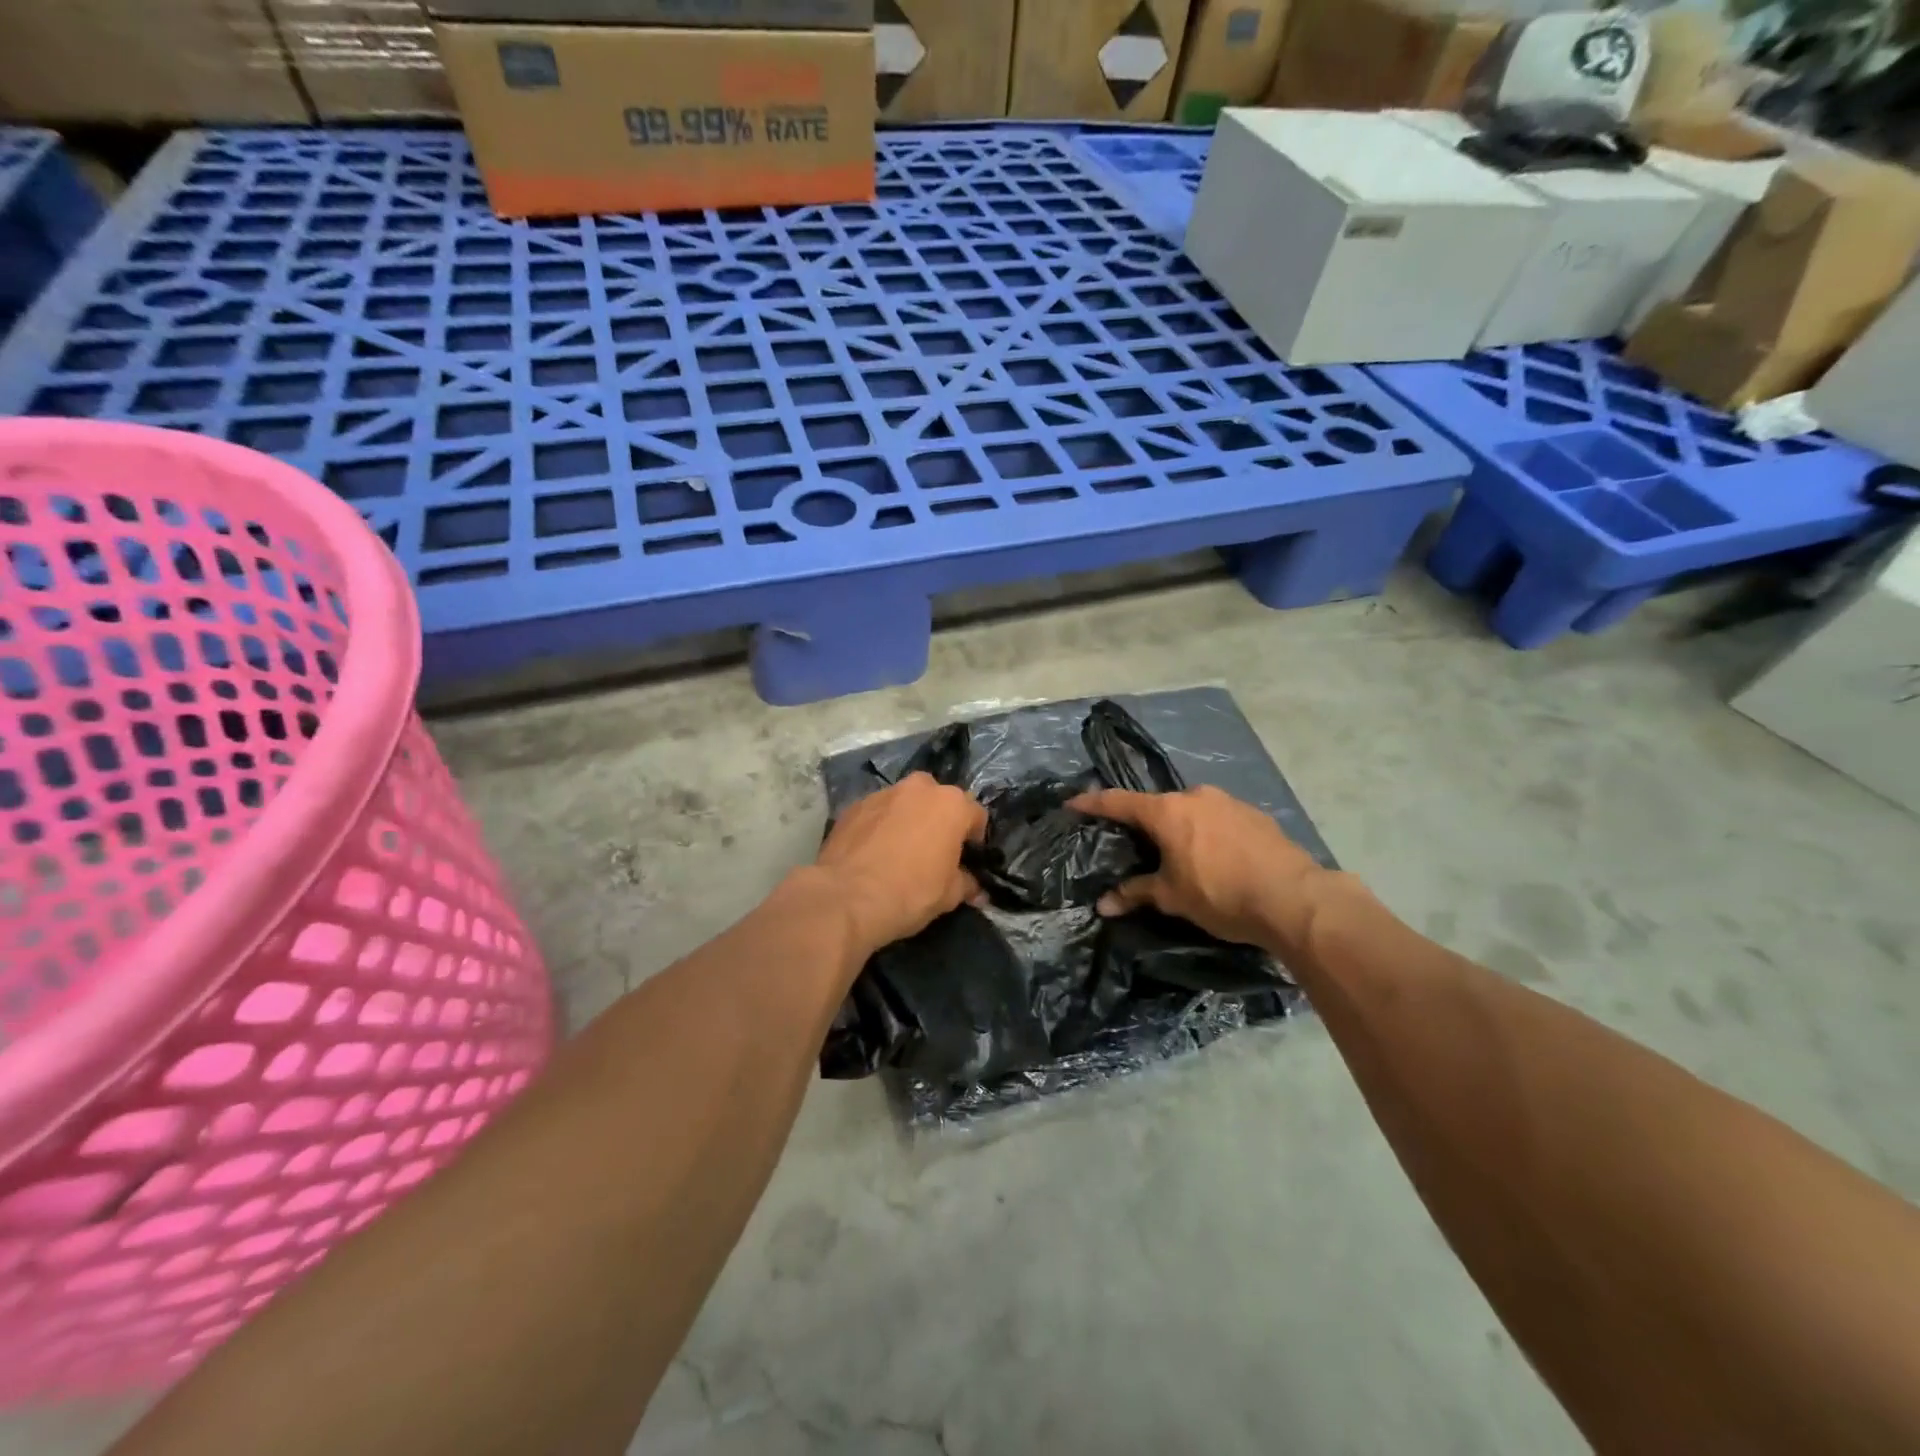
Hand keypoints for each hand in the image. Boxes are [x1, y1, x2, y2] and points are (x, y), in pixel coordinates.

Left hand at [815, 772, 986, 953]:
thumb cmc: (910, 892)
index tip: (967, 859)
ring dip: (908, 819)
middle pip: (938, 800)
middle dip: (939, 820)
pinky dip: (880, 825)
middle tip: (933, 851)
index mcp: (951, 804)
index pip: (976, 814)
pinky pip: (877, 812)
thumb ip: (967, 884)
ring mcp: (884, 793)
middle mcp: (919, 788)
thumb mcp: (949, 896)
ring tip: (899, 850)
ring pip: (905, 802)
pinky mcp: (854, 805)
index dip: (974, 838)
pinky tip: (874, 852)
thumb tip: (975, 888)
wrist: (846, 897)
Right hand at [1069, 785, 1331, 956]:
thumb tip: (1103, 905)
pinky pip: (1219, 819)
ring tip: (1180, 855)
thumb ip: (1136, 893)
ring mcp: (1228, 802)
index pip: (1119, 802)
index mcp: (1167, 811)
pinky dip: (1208, 833)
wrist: (1294, 898)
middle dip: (1144, 822)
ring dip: (1180, 828)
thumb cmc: (1221, 894)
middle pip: (1158, 806)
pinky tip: (1216, 858)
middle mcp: (1195, 797)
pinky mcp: (1255, 815)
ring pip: (1191, 811)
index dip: (1093, 803)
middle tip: (1135, 844)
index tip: (1073, 802)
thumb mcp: (1173, 897)